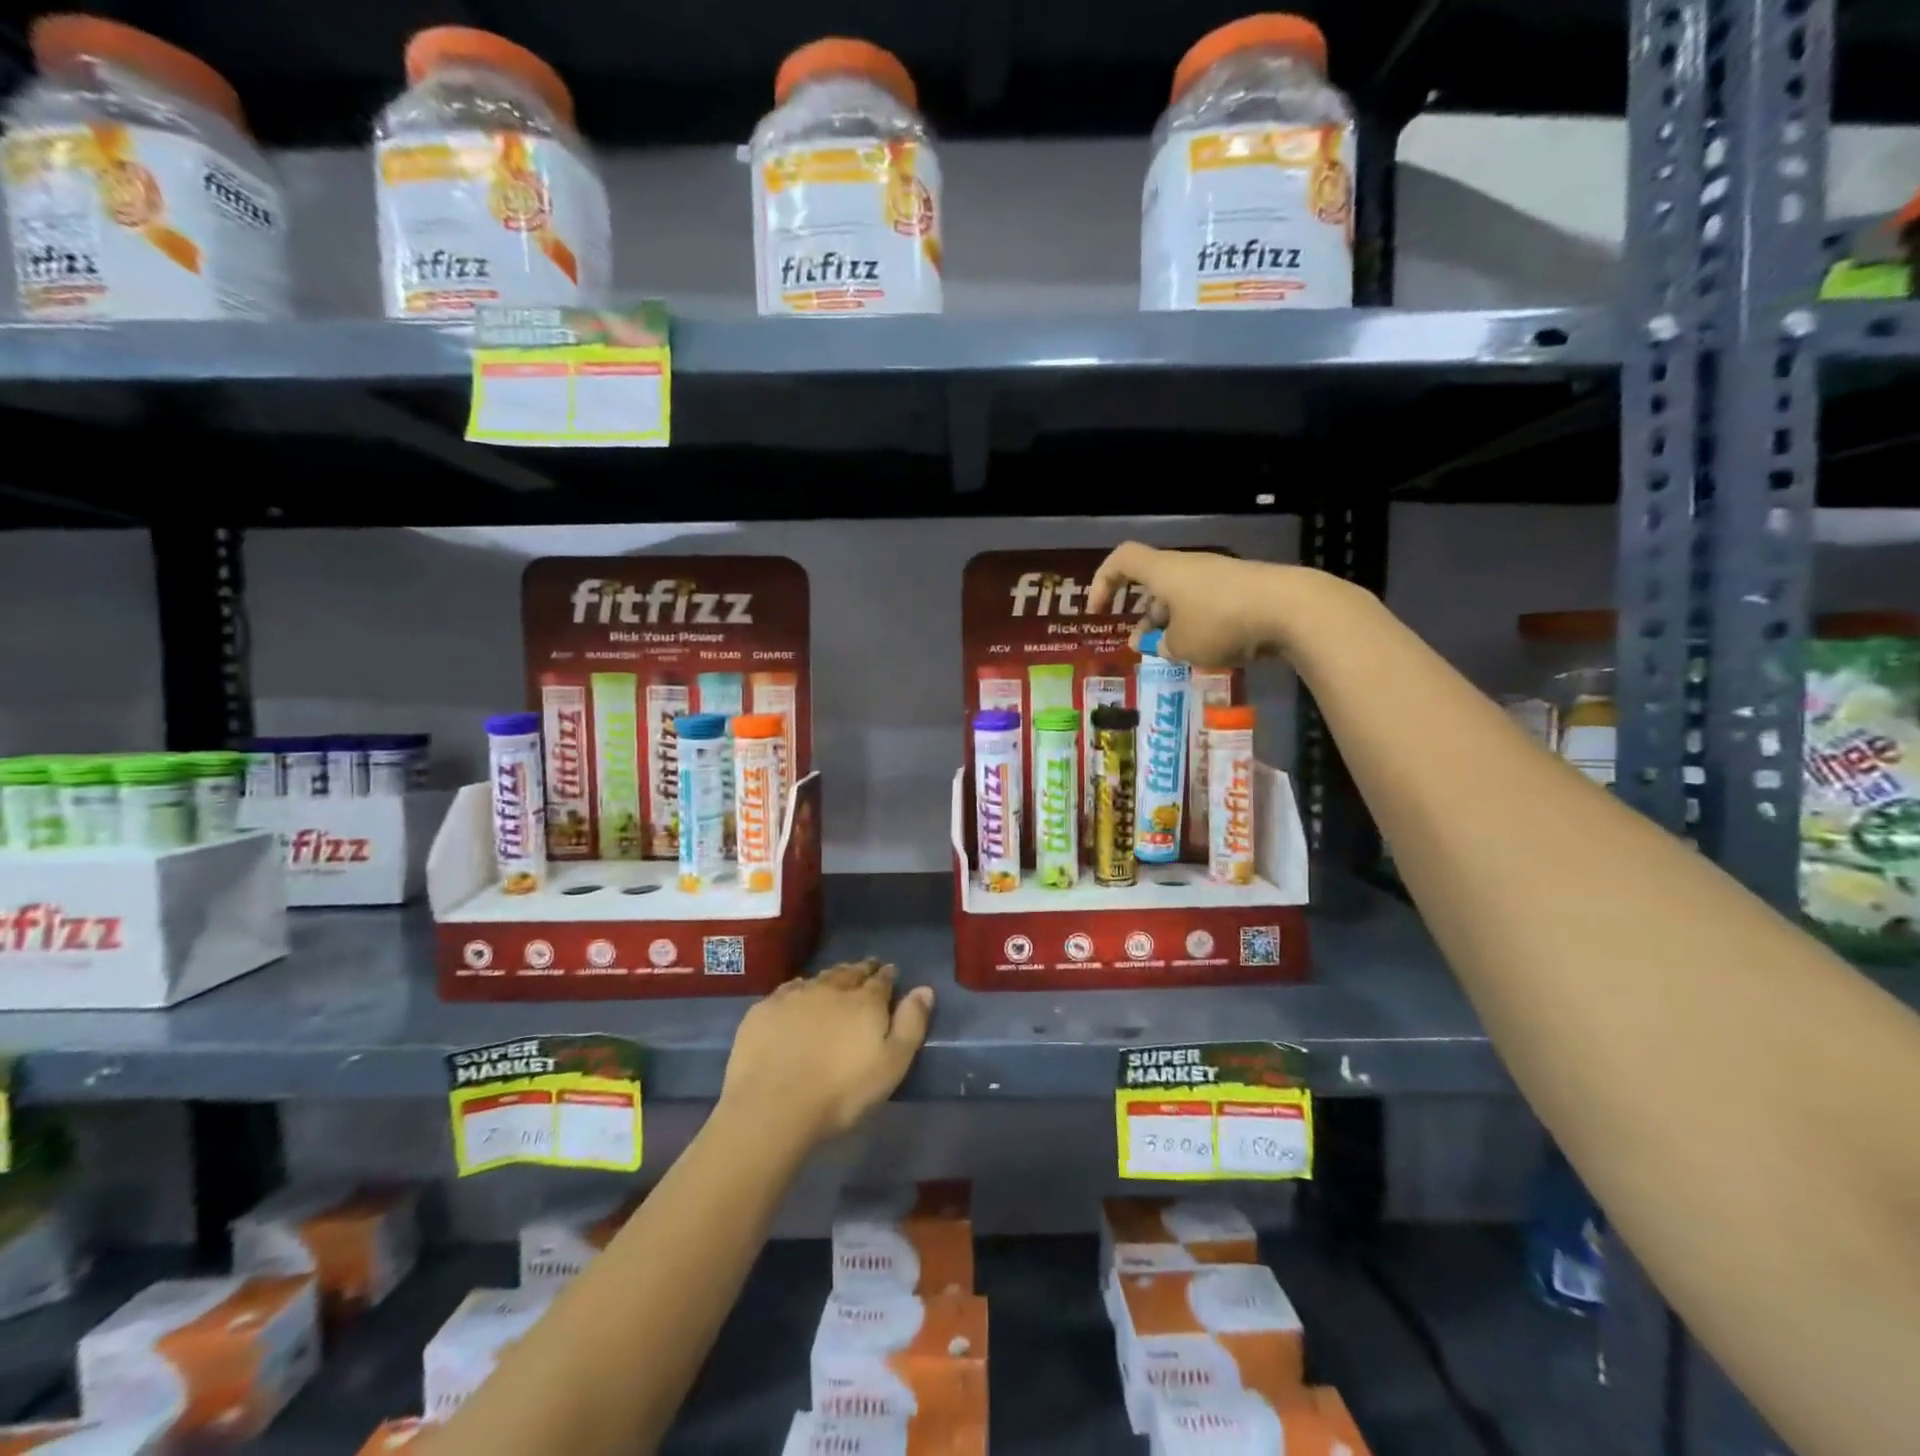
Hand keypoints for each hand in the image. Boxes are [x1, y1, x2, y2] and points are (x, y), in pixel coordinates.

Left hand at [719, 960, 933, 1144]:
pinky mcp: (764, 1010)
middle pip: (849, 973)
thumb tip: (924, 989)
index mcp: (864, 1002)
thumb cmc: (842, 1091)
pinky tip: (797, 995)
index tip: (890, 972)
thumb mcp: (891, 1065)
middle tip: (866, 969)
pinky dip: (798, 989)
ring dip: (831, 977)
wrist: (773, 1105)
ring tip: (836, 979)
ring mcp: (794, 996)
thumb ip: (911, 1024)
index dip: (887, 975)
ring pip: (819, 978)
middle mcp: (831, 989)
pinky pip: (787, 989)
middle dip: (860, 969)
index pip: (881, 980)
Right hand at [1088, 543, 1290, 667]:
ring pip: (1181, 597)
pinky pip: (1207, 604)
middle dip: (1141, 615)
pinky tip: (1205, 650)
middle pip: (1153, 583)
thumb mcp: (1182, 645)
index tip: (1098, 611)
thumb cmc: (1222, 622)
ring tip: (1170, 654)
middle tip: (1137, 645)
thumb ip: (1164, 645)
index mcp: (1164, 571)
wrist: (1291, 609)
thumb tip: (1163, 645)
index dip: (1102, 582)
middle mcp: (1188, 567)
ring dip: (1169, 624)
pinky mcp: (1242, 590)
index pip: (1122, 560)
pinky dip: (1196, 624)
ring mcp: (1218, 577)